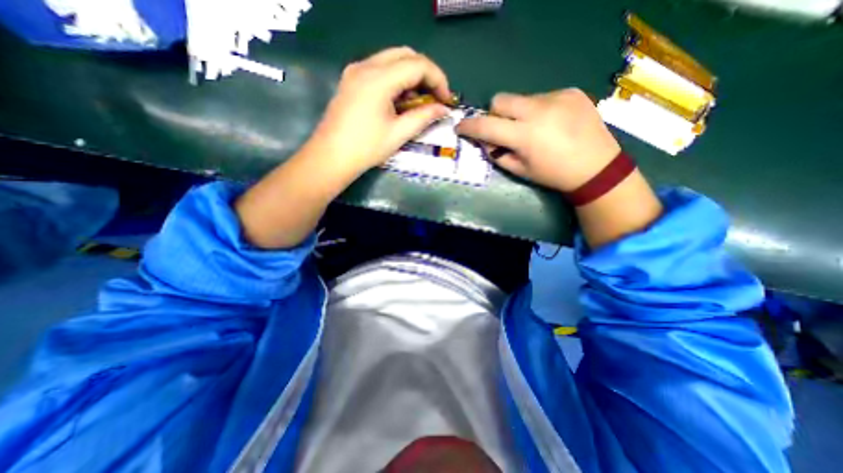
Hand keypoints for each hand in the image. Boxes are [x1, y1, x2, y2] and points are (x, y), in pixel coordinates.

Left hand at [309, 47, 454, 173]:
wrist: (331, 157)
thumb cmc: (366, 148)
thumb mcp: (399, 134)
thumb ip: (424, 117)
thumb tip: (443, 109)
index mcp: (379, 79)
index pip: (418, 65)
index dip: (438, 79)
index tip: (446, 100)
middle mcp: (366, 66)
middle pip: (406, 55)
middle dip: (426, 74)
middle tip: (435, 97)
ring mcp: (356, 71)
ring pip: (392, 59)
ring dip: (411, 76)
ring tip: (419, 101)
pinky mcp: (351, 80)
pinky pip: (380, 69)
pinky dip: (396, 79)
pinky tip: (400, 100)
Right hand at [459, 88, 621, 191]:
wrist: (597, 168)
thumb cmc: (553, 175)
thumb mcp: (521, 171)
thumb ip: (498, 155)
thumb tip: (485, 142)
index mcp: (525, 135)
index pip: (486, 125)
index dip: (469, 126)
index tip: (461, 127)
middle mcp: (538, 110)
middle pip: (500, 100)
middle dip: (495, 114)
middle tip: (502, 129)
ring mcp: (557, 97)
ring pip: (521, 98)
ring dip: (518, 112)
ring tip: (534, 128)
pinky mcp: (571, 91)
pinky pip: (542, 97)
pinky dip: (539, 109)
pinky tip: (552, 123)